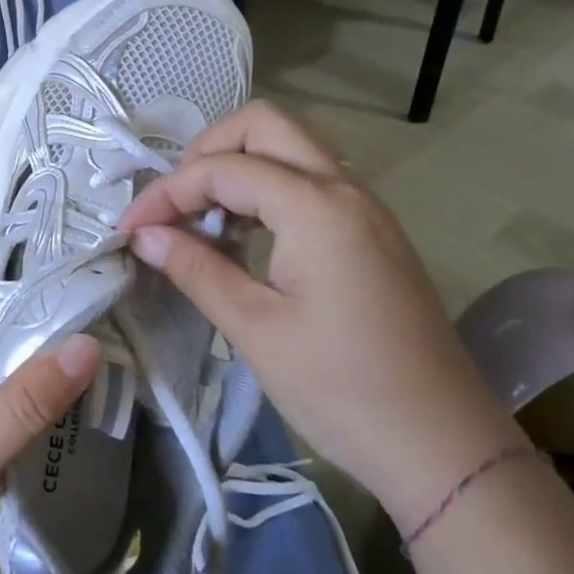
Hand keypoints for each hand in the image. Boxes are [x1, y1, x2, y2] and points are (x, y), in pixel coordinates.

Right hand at [116, 102, 522, 528]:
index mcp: (316, 207)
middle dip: (207, 152)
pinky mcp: (373, 232)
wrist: (444, 448)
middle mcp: (345, 188)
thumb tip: (144, 235)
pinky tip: (245, 237)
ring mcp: (366, 207)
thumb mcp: (256, 329)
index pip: (223, 169)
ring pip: (291, 147)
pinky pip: (311, 180)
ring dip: (239, 166)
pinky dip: (268, 188)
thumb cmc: (343, 390)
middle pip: (264, 125)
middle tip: (176, 203)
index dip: (166, 192)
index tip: (129, 230)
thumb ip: (196, 269)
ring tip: (203, 219)